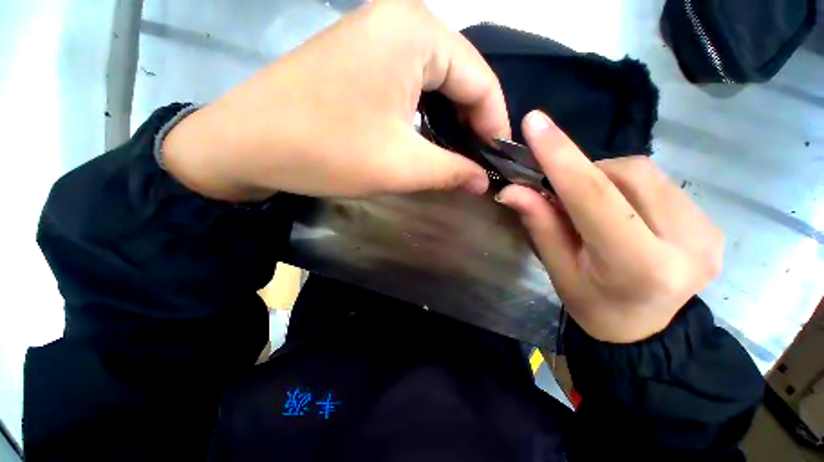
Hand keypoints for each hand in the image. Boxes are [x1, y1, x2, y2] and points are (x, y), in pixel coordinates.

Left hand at [161, 0, 508, 201]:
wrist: (246, 145)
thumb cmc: (327, 152)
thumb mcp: (402, 166)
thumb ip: (452, 172)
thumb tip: (482, 182)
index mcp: (416, 33)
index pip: (481, 80)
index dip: (496, 124)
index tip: (499, 159)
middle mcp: (399, 22)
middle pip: (460, 77)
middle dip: (473, 123)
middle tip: (479, 162)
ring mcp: (375, 37)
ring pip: (435, 83)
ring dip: (450, 121)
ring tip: (459, 155)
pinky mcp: (359, 59)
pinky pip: (410, 85)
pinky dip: (426, 115)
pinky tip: (429, 139)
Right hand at [497, 111, 722, 343]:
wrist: (645, 331)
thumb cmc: (592, 305)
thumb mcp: (557, 268)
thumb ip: (539, 223)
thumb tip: (512, 189)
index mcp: (638, 265)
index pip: (594, 196)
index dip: (561, 155)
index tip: (536, 122)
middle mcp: (686, 244)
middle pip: (626, 175)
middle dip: (584, 173)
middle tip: (560, 191)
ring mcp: (708, 231)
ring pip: (645, 173)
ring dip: (605, 178)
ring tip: (590, 204)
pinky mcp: (711, 224)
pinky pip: (660, 184)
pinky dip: (627, 185)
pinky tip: (620, 209)